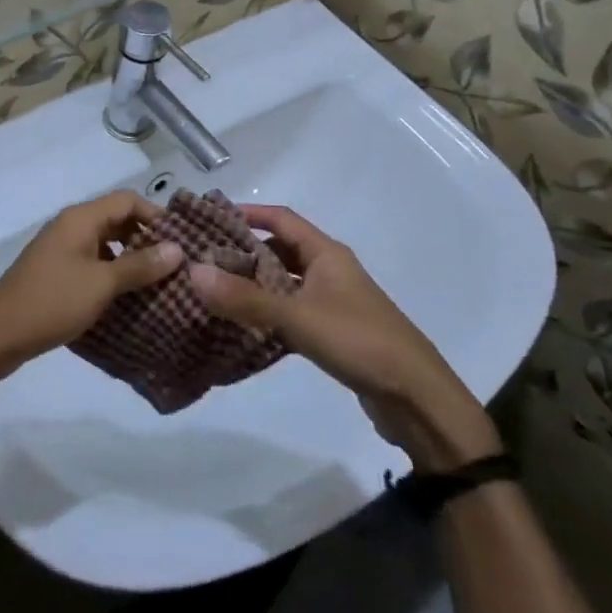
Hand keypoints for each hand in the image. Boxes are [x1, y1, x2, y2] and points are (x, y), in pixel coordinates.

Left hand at [0, 191, 181, 372]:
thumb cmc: (52, 302)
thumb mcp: (101, 284)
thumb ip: (139, 265)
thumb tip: (178, 249)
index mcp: (80, 219)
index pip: (127, 200)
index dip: (156, 215)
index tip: (182, 242)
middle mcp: (71, 226)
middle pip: (117, 219)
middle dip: (147, 238)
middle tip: (176, 265)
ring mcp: (61, 249)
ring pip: (106, 243)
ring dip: (131, 258)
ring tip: (159, 283)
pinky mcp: (57, 272)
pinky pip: (93, 262)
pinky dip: (113, 273)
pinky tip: (129, 297)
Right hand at [189, 204, 500, 471]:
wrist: (418, 399)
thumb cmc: (360, 342)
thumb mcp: (298, 317)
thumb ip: (245, 298)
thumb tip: (193, 272)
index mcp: (327, 254)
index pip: (281, 218)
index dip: (247, 213)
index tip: (209, 217)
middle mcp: (330, 270)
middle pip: (280, 249)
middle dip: (243, 250)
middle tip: (202, 258)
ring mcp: (333, 302)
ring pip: (284, 282)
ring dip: (253, 283)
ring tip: (213, 289)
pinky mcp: (333, 333)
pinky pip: (291, 310)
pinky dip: (267, 312)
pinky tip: (242, 325)